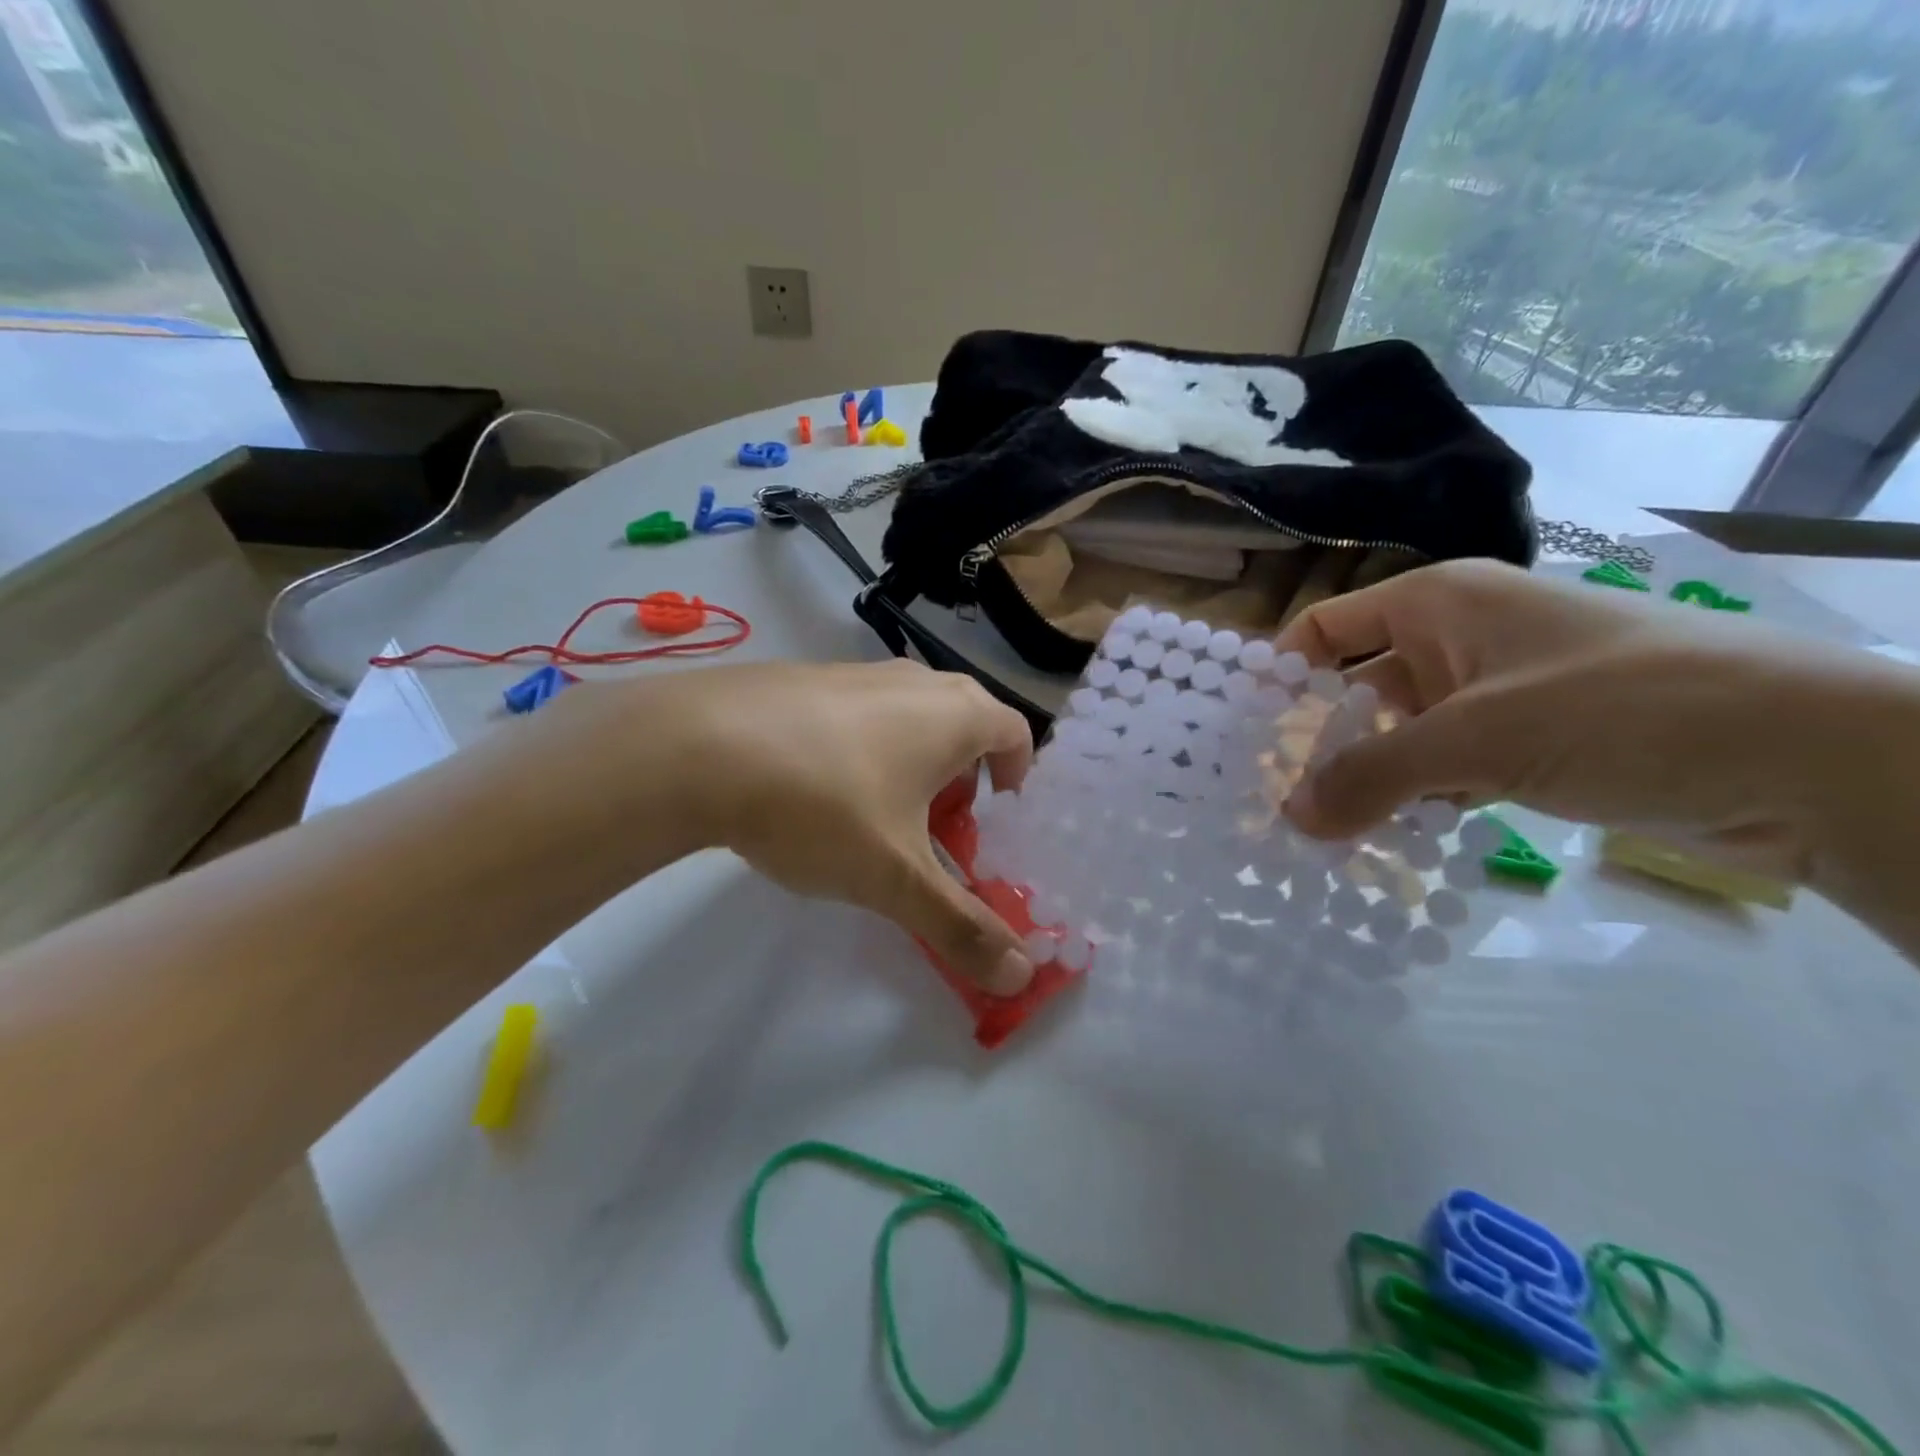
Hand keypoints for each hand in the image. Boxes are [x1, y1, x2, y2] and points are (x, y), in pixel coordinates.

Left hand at [656, 660, 1035, 993]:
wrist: (696, 748)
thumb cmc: (822, 806)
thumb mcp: (894, 878)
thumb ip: (960, 927)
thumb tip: (1022, 978)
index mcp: (953, 714)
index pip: (1014, 731)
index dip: (1016, 775)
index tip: (996, 818)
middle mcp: (912, 681)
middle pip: (964, 720)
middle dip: (964, 774)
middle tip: (941, 825)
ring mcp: (853, 671)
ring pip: (907, 714)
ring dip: (912, 760)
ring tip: (877, 814)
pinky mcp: (802, 677)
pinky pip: (856, 711)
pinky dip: (862, 746)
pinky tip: (815, 790)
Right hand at [1275, 559, 1890, 884]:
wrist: (1809, 755)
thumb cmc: (1619, 709)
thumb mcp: (1476, 740)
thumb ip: (1369, 778)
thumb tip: (1288, 818)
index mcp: (1438, 603)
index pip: (1325, 628)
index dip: (1282, 675)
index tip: (1248, 737)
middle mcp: (1458, 638)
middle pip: (1357, 686)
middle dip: (1318, 741)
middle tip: (1274, 800)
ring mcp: (1496, 691)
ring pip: (1401, 733)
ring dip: (1368, 779)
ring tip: (1324, 833)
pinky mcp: (1531, 741)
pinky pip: (1447, 766)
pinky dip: (1419, 798)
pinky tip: (1395, 839)